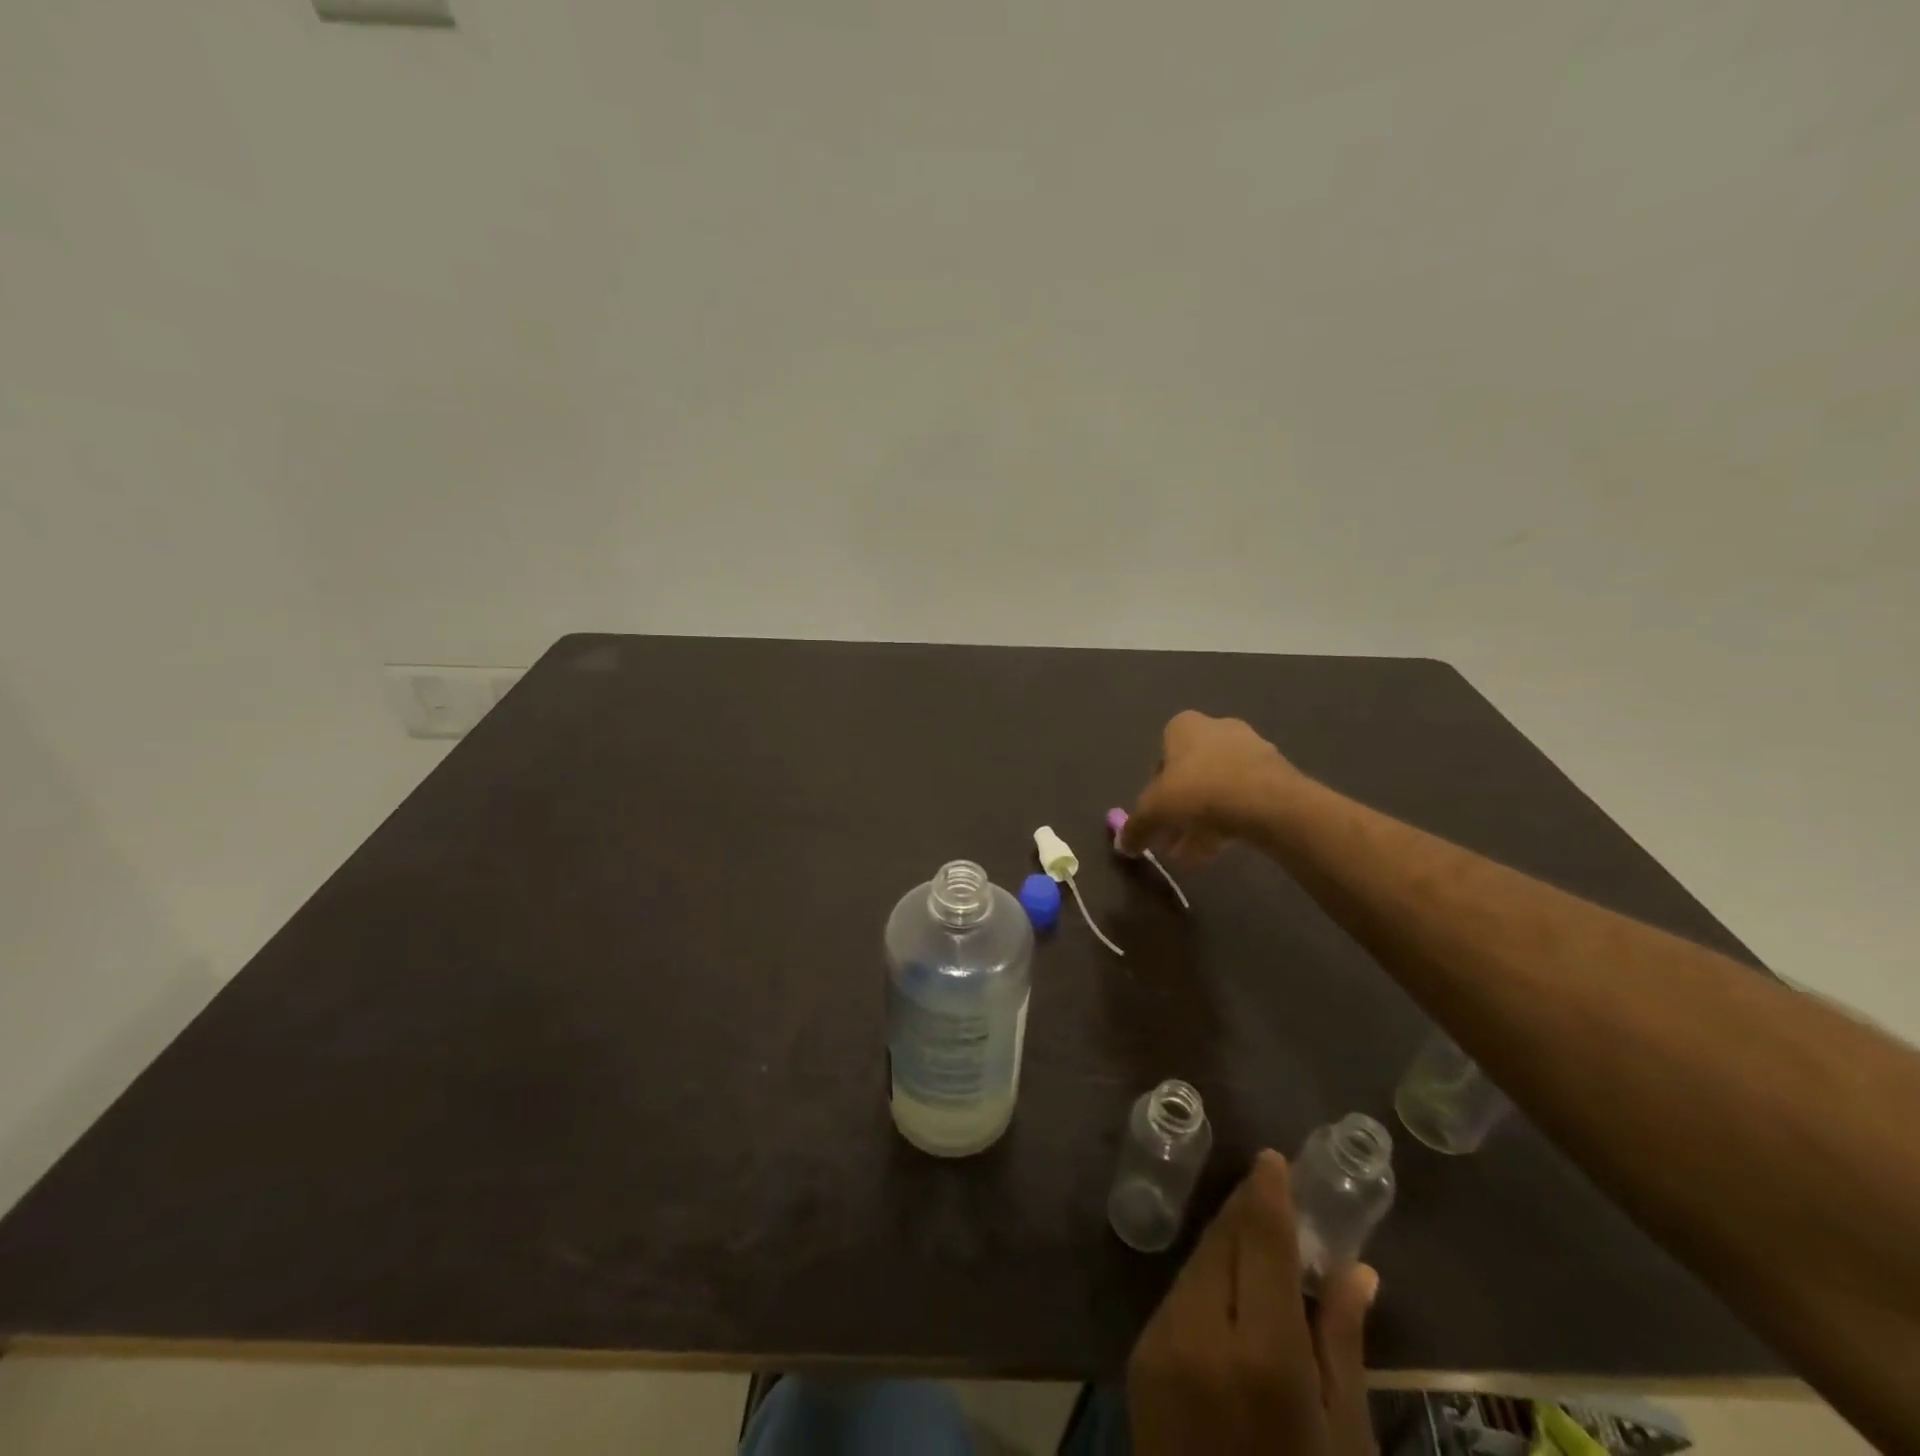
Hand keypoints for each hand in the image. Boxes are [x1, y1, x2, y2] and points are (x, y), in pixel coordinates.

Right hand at [1118, 711, 1299, 868]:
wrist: (1267, 801)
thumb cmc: (1198, 791)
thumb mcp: (1154, 812)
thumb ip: (1136, 828)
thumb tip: (1123, 845)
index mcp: (1184, 726)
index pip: (1161, 758)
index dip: (1154, 792)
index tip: (1156, 818)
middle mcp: (1217, 729)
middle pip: (1190, 776)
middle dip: (1179, 811)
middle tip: (1171, 843)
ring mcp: (1250, 749)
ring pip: (1216, 789)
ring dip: (1201, 822)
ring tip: (1192, 857)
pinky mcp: (1275, 774)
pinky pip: (1242, 799)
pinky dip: (1227, 822)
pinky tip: (1217, 853)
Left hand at [1128, 1151, 1378, 1455]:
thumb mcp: (1345, 1439)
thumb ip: (1343, 1342)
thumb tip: (1359, 1270)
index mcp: (1262, 1356)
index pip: (1261, 1243)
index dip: (1268, 1193)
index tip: (1273, 1158)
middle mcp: (1200, 1333)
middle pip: (1223, 1243)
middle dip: (1248, 1212)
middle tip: (1273, 1191)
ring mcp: (1160, 1342)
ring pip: (1197, 1264)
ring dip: (1227, 1243)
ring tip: (1259, 1234)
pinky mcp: (1138, 1357)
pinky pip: (1178, 1296)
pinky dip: (1207, 1279)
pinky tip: (1230, 1285)